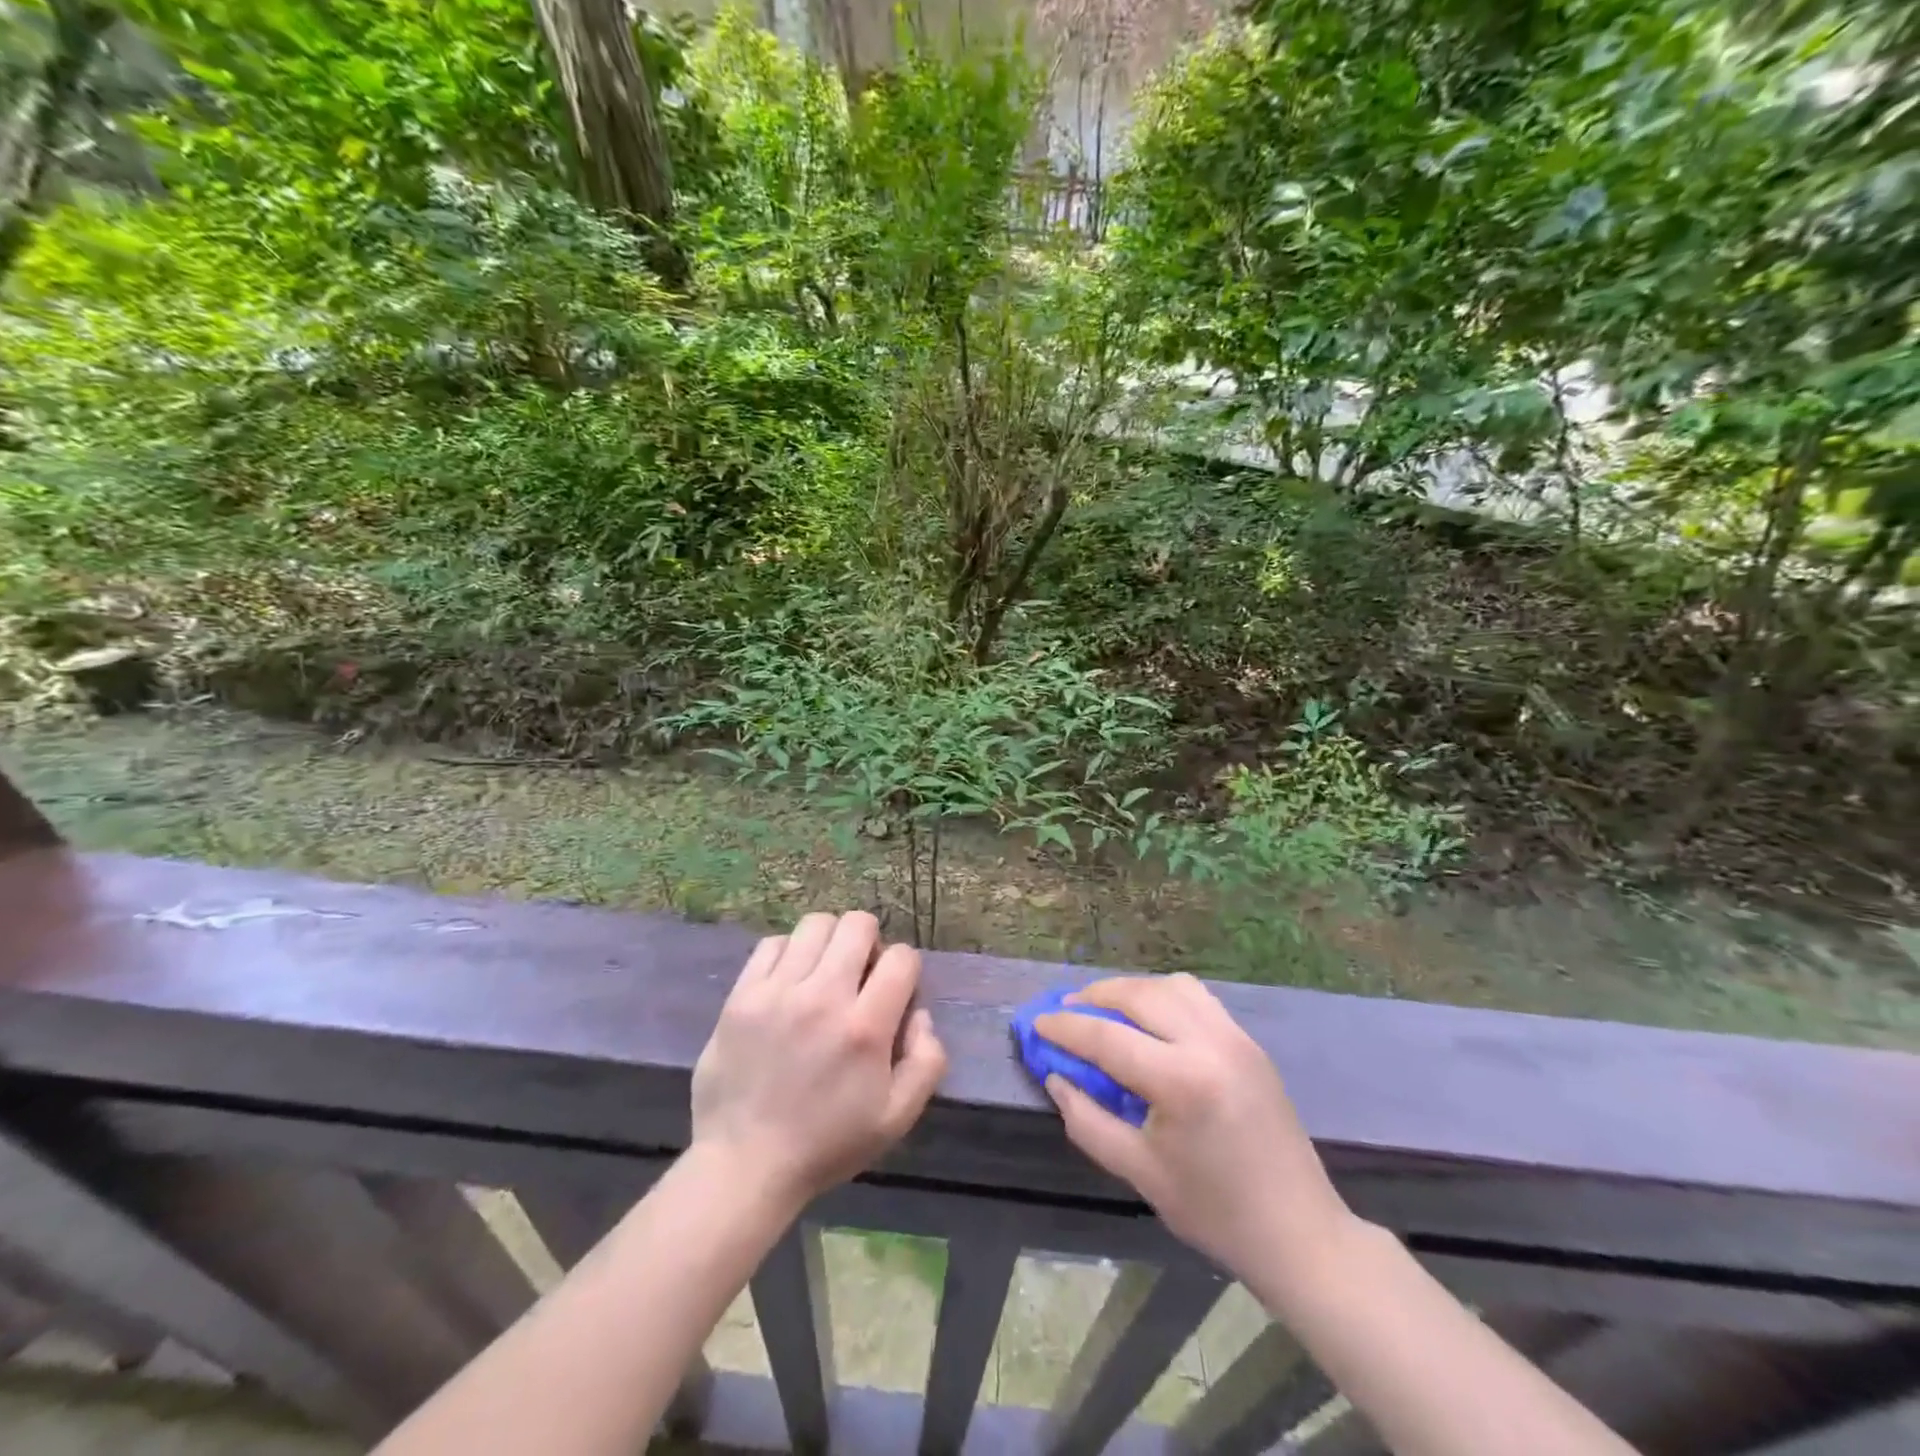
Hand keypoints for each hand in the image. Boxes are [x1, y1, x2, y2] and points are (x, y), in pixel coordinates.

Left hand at [690, 912, 947, 1210]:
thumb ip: (927, 1061)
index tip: (893, 992)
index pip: (902, 957)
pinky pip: (772, 944)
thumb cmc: (827, 1144)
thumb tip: (921, 1014)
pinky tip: (789, 981)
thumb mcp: (897, 1118)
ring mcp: (778, 992)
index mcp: (865, 1028)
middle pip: (858, 925)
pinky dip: (788, 953)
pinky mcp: (742, 995)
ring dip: (830, 941)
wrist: (745, 1165)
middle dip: (870, 942)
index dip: (905, 969)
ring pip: (815, 924)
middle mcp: (823, 997)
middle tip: (860, 975)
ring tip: (824, 972)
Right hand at [1036, 973, 1351, 1280]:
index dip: (1065, 1029)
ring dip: (1130, 990)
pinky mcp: (1249, 1041)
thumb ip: (1088, 1120)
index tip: (1036, 1024)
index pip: (1108, 1038)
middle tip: (1066, 1011)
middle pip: (1138, 995)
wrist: (1299, 1232)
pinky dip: (1163, 995)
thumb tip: (1056, 1077)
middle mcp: (1210, 1043)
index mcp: (1182, 1081)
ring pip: (1170, 986)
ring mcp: (1235, 1037)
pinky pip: (1197, 997)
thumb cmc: (1214, 1211)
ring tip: (1105, 1009)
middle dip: (1094, 997)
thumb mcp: (1140, 1173)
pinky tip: (1149, 1019)